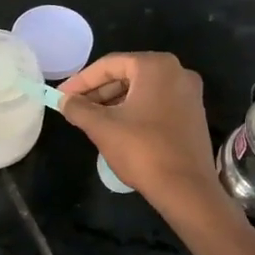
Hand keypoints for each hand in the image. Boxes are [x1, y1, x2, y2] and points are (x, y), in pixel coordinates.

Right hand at [57, 52, 219, 211]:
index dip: (80, 80)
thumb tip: (64, 100)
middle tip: (74, 108)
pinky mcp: (193, 115)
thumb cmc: (142, 150)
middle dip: (98, 92)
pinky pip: (156, 104)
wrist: (186, 189)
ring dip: (114, 102)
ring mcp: (189, 94)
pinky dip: (134, 111)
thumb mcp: (102, 127)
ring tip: (91, 120)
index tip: (60, 96)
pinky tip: (117, 128)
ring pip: (141, 90)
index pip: (109, 65)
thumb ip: (78, 108)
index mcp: (156, 66)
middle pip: (127, 75)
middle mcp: (177, 72)